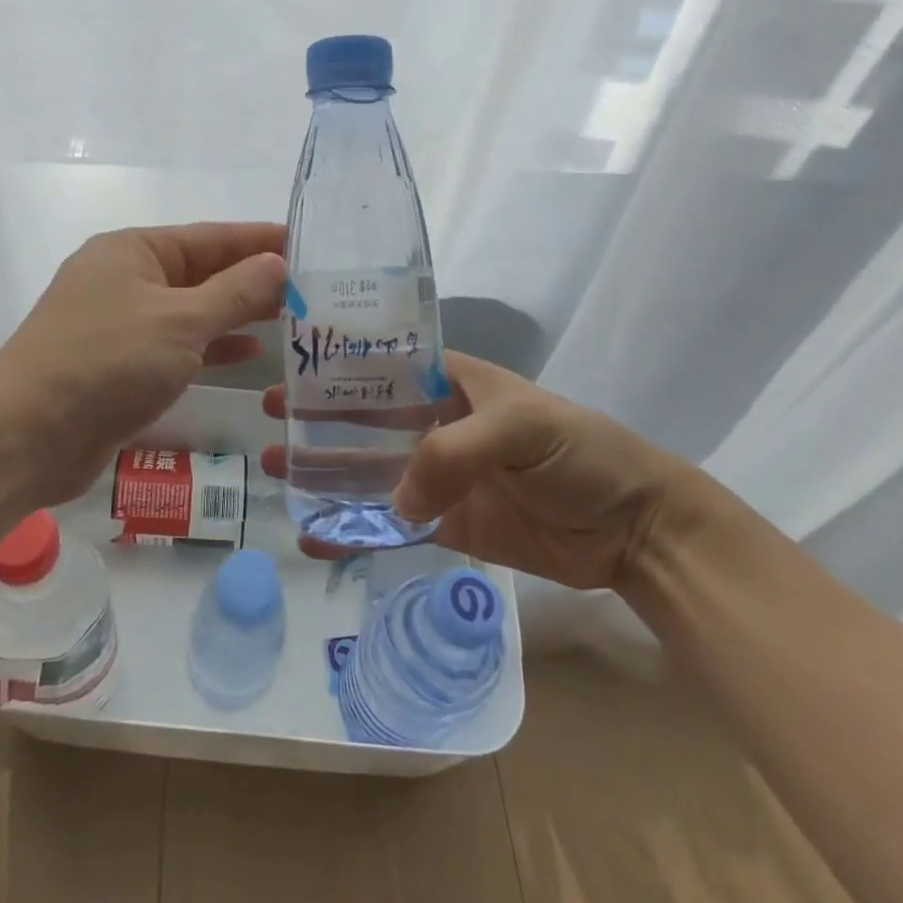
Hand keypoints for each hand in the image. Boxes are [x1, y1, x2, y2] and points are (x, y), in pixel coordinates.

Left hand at [0, 223, 285, 502]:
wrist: (27, 435)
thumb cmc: (107, 362)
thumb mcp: (181, 321)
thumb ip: (235, 292)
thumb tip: (277, 264)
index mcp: (134, 250)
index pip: (211, 236)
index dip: (260, 240)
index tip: (307, 244)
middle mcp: (125, 279)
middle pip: (201, 271)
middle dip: (252, 279)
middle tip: (310, 288)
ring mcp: (119, 323)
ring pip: (190, 310)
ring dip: (235, 314)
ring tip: (290, 318)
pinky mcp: (118, 365)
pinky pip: (176, 345)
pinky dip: (210, 346)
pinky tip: (248, 352)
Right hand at [261, 351, 692, 588]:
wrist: (635, 528)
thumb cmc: (582, 453)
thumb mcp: (523, 428)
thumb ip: (455, 452)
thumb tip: (396, 501)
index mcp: (452, 383)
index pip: (384, 366)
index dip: (337, 368)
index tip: (291, 369)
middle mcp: (438, 424)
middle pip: (366, 419)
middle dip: (318, 420)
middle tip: (267, 422)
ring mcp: (440, 477)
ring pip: (372, 472)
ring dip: (327, 474)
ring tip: (278, 474)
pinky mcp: (448, 525)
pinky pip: (393, 525)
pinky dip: (357, 531)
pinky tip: (318, 536)